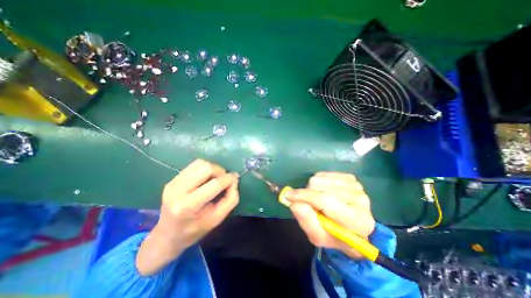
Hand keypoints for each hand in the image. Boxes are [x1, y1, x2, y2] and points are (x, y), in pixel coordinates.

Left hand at [136, 159, 238, 275]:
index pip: (214, 184)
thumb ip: (230, 199)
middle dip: (220, 171)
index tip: (235, 177)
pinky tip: (206, 178)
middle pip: (206, 168)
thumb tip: (234, 180)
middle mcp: (177, 191)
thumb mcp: (217, 219)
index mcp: (187, 206)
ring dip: (212, 168)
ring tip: (215, 178)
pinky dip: (204, 169)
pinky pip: (193, 166)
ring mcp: (173, 183)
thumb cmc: (195, 230)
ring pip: (199, 163)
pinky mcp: (172, 179)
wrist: (167, 235)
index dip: (228, 179)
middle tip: (224, 179)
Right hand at [284, 173, 374, 257]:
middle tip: (309, 204)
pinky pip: (324, 174)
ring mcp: (355, 185)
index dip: (305, 196)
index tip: (288, 195)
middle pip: (321, 186)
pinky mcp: (351, 178)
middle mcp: (359, 199)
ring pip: (320, 178)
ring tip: (317, 199)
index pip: (326, 200)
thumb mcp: (318, 236)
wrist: (355, 228)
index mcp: (356, 220)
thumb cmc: (335, 235)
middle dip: (308, 193)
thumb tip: (293, 202)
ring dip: (312, 188)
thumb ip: (306, 221)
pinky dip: (319, 182)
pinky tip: (324, 191)